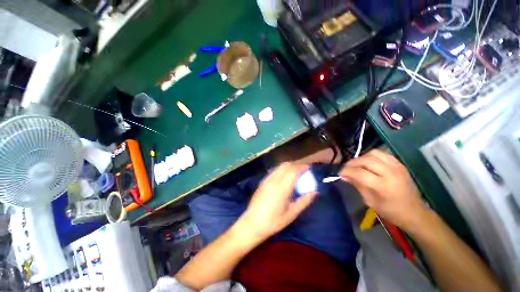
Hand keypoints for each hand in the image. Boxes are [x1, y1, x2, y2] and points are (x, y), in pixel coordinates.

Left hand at [240, 163, 316, 240]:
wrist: (252, 223)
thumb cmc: (273, 221)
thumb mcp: (291, 213)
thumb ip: (304, 201)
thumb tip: (314, 192)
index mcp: (282, 188)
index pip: (293, 171)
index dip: (301, 167)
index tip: (308, 167)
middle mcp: (273, 180)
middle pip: (285, 165)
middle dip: (295, 165)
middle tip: (302, 170)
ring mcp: (266, 180)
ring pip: (279, 167)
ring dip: (288, 166)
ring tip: (294, 173)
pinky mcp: (262, 182)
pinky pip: (274, 171)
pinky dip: (281, 170)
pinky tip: (283, 178)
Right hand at [339, 149, 425, 229]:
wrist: (414, 212)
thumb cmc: (391, 211)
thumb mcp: (370, 201)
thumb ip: (357, 185)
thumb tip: (344, 176)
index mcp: (383, 186)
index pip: (359, 172)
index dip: (346, 171)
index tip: (340, 173)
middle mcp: (390, 173)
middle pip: (365, 160)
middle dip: (352, 163)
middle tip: (346, 168)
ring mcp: (397, 166)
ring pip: (373, 153)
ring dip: (362, 158)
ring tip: (358, 165)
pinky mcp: (400, 164)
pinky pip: (382, 154)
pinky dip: (372, 156)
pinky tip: (369, 163)